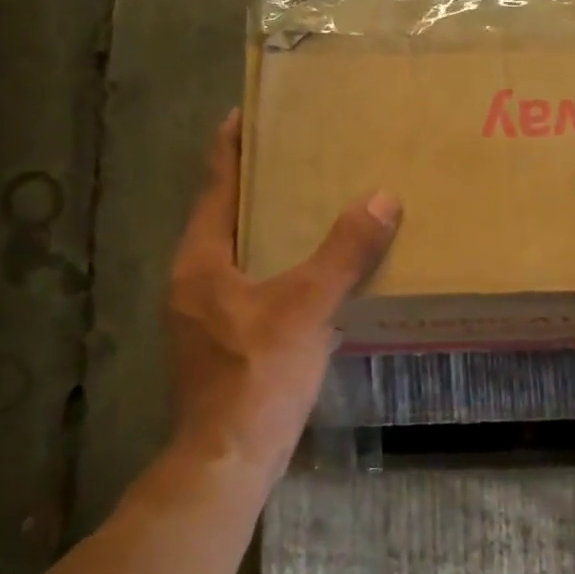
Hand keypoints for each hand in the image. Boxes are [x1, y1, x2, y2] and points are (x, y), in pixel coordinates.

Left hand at [165, 110, 399, 484]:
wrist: (228, 459)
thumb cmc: (258, 374)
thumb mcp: (307, 307)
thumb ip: (344, 252)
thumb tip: (382, 199)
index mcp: (200, 262)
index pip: (215, 188)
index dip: (229, 149)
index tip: (243, 114)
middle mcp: (192, 282)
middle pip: (222, 219)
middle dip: (252, 187)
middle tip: (291, 157)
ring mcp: (202, 317)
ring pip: (235, 257)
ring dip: (264, 231)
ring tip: (304, 209)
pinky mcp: (219, 345)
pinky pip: (247, 288)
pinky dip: (274, 269)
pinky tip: (307, 276)